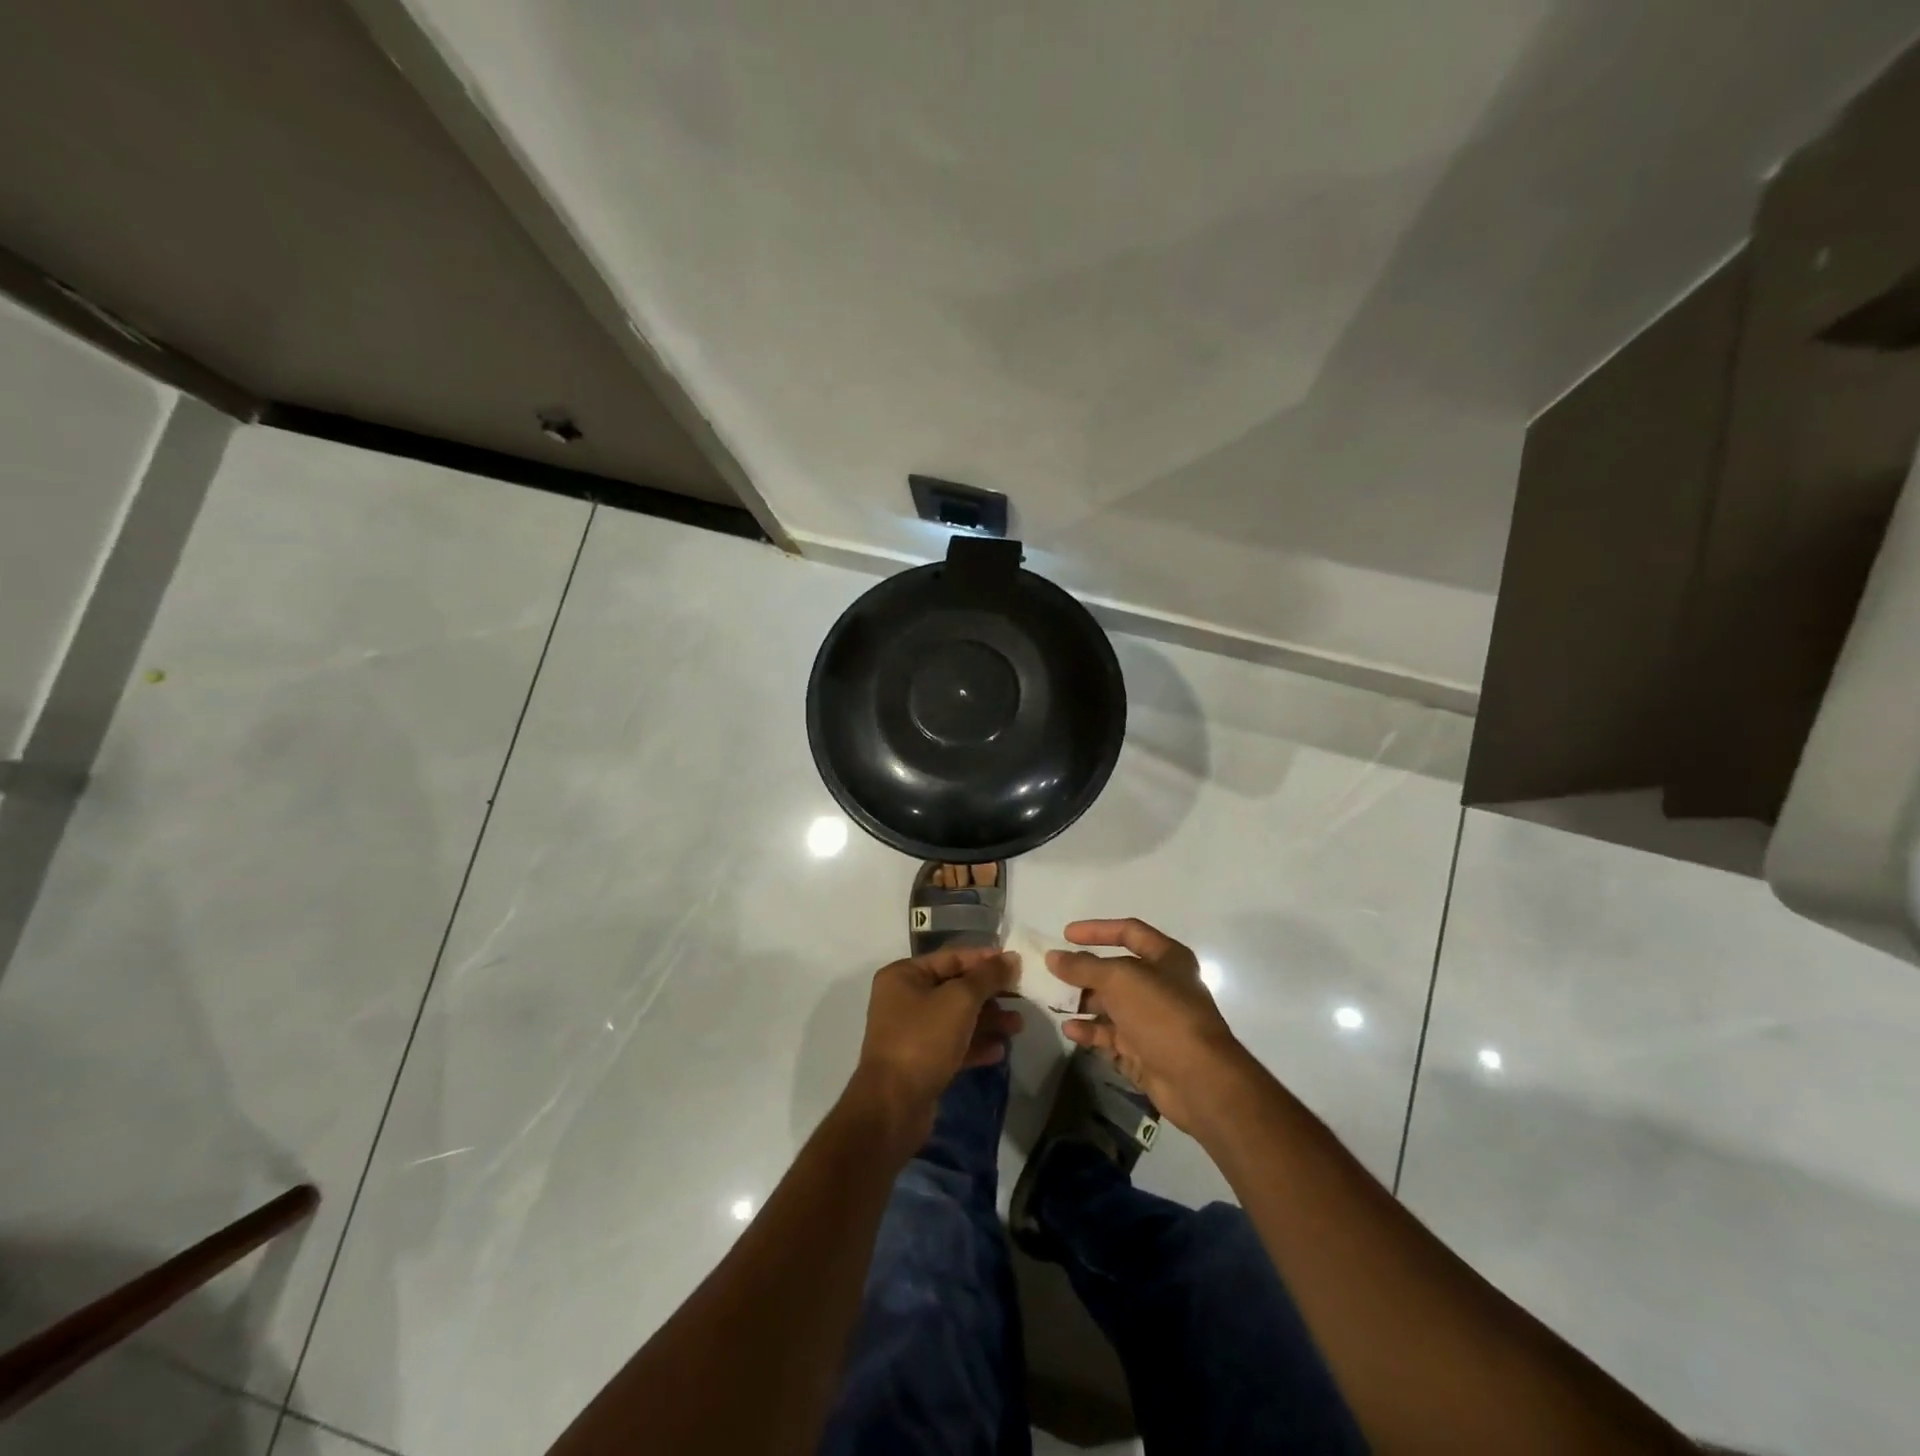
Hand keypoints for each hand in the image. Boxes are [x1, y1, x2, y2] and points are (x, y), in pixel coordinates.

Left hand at [845, 948, 1021, 1151]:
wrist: (893, 1106)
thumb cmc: (923, 1039)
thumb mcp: (959, 1000)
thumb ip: (988, 977)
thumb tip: (1011, 958)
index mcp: (904, 975)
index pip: (951, 957)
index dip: (985, 959)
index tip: (1016, 964)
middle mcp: (905, 999)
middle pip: (956, 988)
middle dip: (990, 994)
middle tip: (1022, 998)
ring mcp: (912, 1032)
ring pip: (957, 1018)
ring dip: (988, 1020)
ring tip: (1018, 1026)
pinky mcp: (921, 1062)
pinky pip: (954, 1045)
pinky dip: (976, 1045)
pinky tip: (1000, 1050)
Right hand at [1047, 919, 1246, 1132]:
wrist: (1198, 1080)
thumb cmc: (1161, 1014)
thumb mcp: (1119, 980)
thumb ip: (1083, 966)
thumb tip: (1053, 957)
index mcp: (1167, 958)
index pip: (1128, 932)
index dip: (1097, 930)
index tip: (1065, 935)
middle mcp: (1162, 986)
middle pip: (1117, 972)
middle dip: (1086, 973)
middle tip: (1055, 975)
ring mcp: (1154, 1022)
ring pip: (1112, 1006)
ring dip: (1085, 1004)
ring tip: (1055, 1003)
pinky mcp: (1146, 1053)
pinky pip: (1112, 1037)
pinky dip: (1092, 1033)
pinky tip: (1070, 1030)